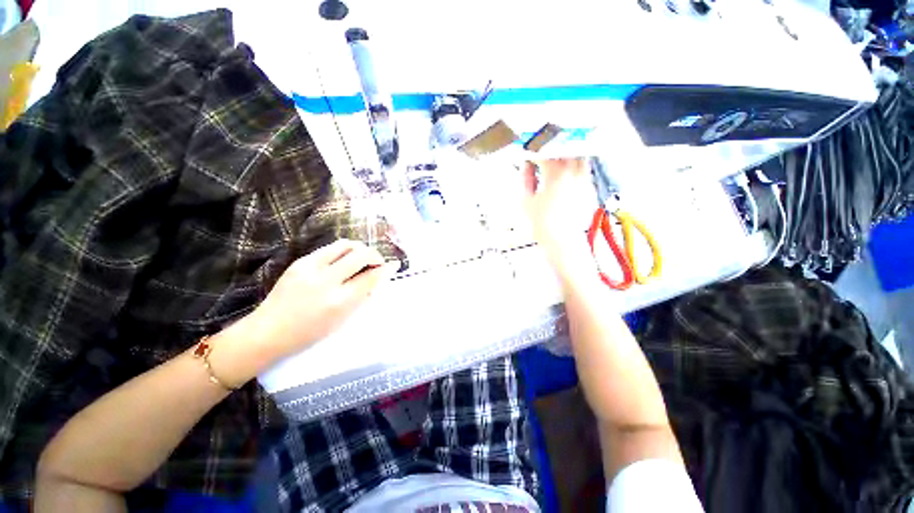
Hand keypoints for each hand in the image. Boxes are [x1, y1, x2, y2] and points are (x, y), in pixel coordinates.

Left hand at [256, 240, 397, 352]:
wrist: (268, 331)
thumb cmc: (309, 333)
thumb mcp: (342, 319)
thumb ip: (362, 296)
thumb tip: (377, 278)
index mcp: (339, 301)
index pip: (370, 277)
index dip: (385, 269)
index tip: (393, 265)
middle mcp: (326, 280)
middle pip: (361, 255)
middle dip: (375, 256)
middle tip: (377, 263)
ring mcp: (310, 267)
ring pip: (346, 245)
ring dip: (360, 249)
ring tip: (362, 259)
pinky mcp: (300, 261)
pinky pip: (330, 248)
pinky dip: (343, 251)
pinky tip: (344, 261)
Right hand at [522, 158, 597, 277]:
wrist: (562, 240)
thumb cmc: (540, 222)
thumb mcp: (526, 201)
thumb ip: (525, 178)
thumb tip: (526, 165)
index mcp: (555, 175)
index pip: (545, 153)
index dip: (535, 149)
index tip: (528, 150)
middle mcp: (573, 173)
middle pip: (566, 148)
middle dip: (553, 146)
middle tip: (543, 149)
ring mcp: (584, 179)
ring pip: (578, 156)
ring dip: (567, 153)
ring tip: (556, 157)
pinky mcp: (589, 188)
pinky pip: (584, 169)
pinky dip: (575, 165)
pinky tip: (566, 171)